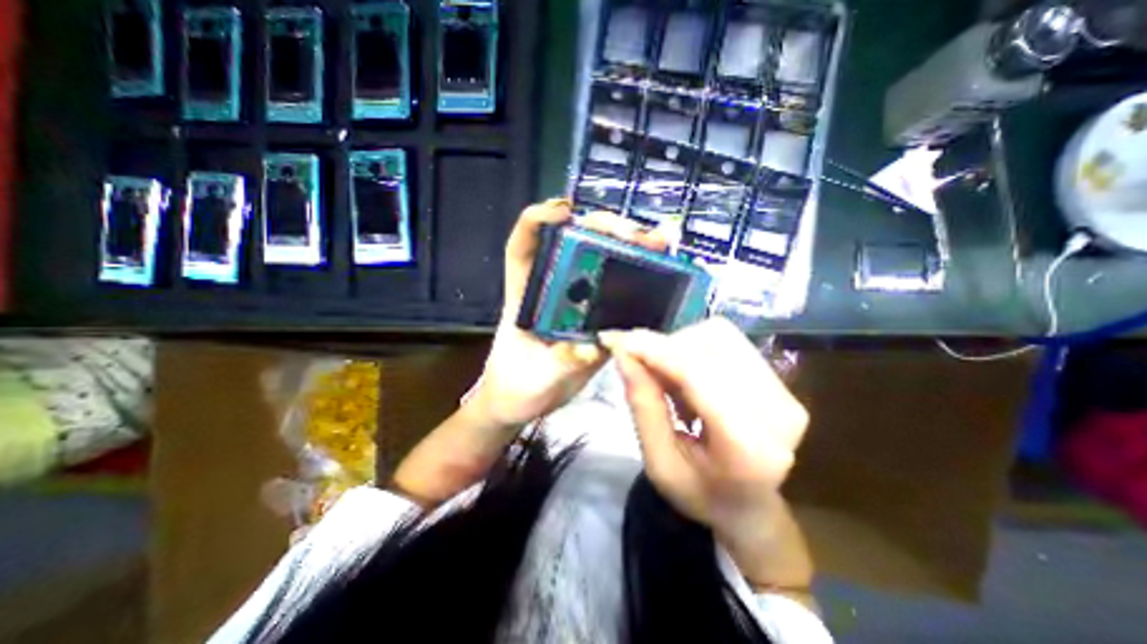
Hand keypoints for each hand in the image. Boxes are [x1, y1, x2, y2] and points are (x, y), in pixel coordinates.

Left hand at [467, 197, 674, 425]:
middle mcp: (551, 291)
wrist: (522, 403)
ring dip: (626, 248)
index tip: (564, 211)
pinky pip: (615, 293)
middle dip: (601, 229)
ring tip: (657, 243)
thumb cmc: (517, 388)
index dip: (537, 221)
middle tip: (633, 233)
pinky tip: (660, 272)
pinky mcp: (595, 318)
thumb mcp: (534, 379)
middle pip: (571, 245)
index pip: (523, 247)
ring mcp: (576, 304)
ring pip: (598, 264)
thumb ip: (559, 364)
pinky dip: (636, 279)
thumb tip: (590, 347)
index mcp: (524, 296)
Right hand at [600, 317, 805, 547]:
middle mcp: (777, 412)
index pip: (698, 375)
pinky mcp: (780, 381)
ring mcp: (785, 392)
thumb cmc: (699, 492)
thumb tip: (623, 354)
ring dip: (681, 348)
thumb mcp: (658, 462)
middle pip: (709, 345)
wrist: (750, 508)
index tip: (620, 341)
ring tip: (670, 382)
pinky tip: (690, 380)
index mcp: (747, 447)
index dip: (656, 351)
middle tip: (642, 367)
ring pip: (719, 335)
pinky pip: (728, 341)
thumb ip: (643, 405)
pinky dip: (695, 351)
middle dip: (665, 348)